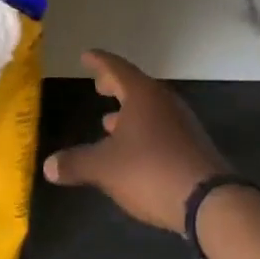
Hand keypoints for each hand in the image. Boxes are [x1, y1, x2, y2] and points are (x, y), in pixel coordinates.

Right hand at [42, 50, 228, 229]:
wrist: (210, 202)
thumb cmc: (151, 170)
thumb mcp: (105, 167)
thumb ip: (76, 163)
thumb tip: (48, 166)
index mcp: (142, 95)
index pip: (116, 68)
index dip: (99, 62)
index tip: (87, 55)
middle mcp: (164, 103)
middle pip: (136, 86)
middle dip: (115, 86)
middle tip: (99, 85)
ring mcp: (182, 125)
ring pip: (150, 110)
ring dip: (129, 112)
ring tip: (109, 121)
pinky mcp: (193, 148)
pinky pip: (162, 129)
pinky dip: (143, 131)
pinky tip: (133, 149)